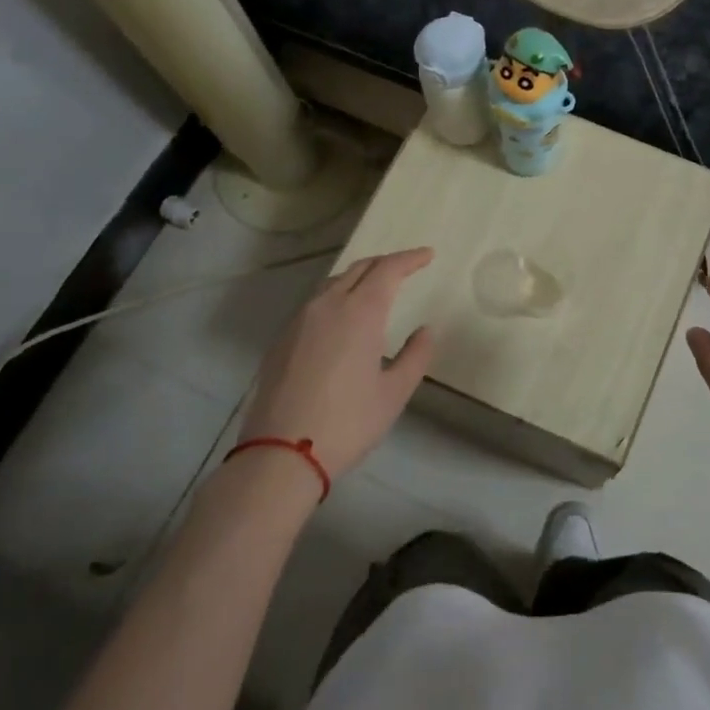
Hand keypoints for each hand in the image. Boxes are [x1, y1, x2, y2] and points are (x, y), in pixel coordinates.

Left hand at [235, 248, 436, 480]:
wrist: (281, 453)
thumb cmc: (347, 422)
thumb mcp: (394, 392)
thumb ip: (415, 355)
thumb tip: (425, 330)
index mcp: (360, 312)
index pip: (388, 269)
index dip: (410, 258)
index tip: (427, 256)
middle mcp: (327, 305)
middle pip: (359, 268)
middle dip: (385, 263)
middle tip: (406, 268)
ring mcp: (299, 320)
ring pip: (333, 282)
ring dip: (359, 277)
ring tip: (376, 288)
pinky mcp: (282, 339)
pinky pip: (315, 302)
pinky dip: (337, 296)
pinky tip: (342, 316)